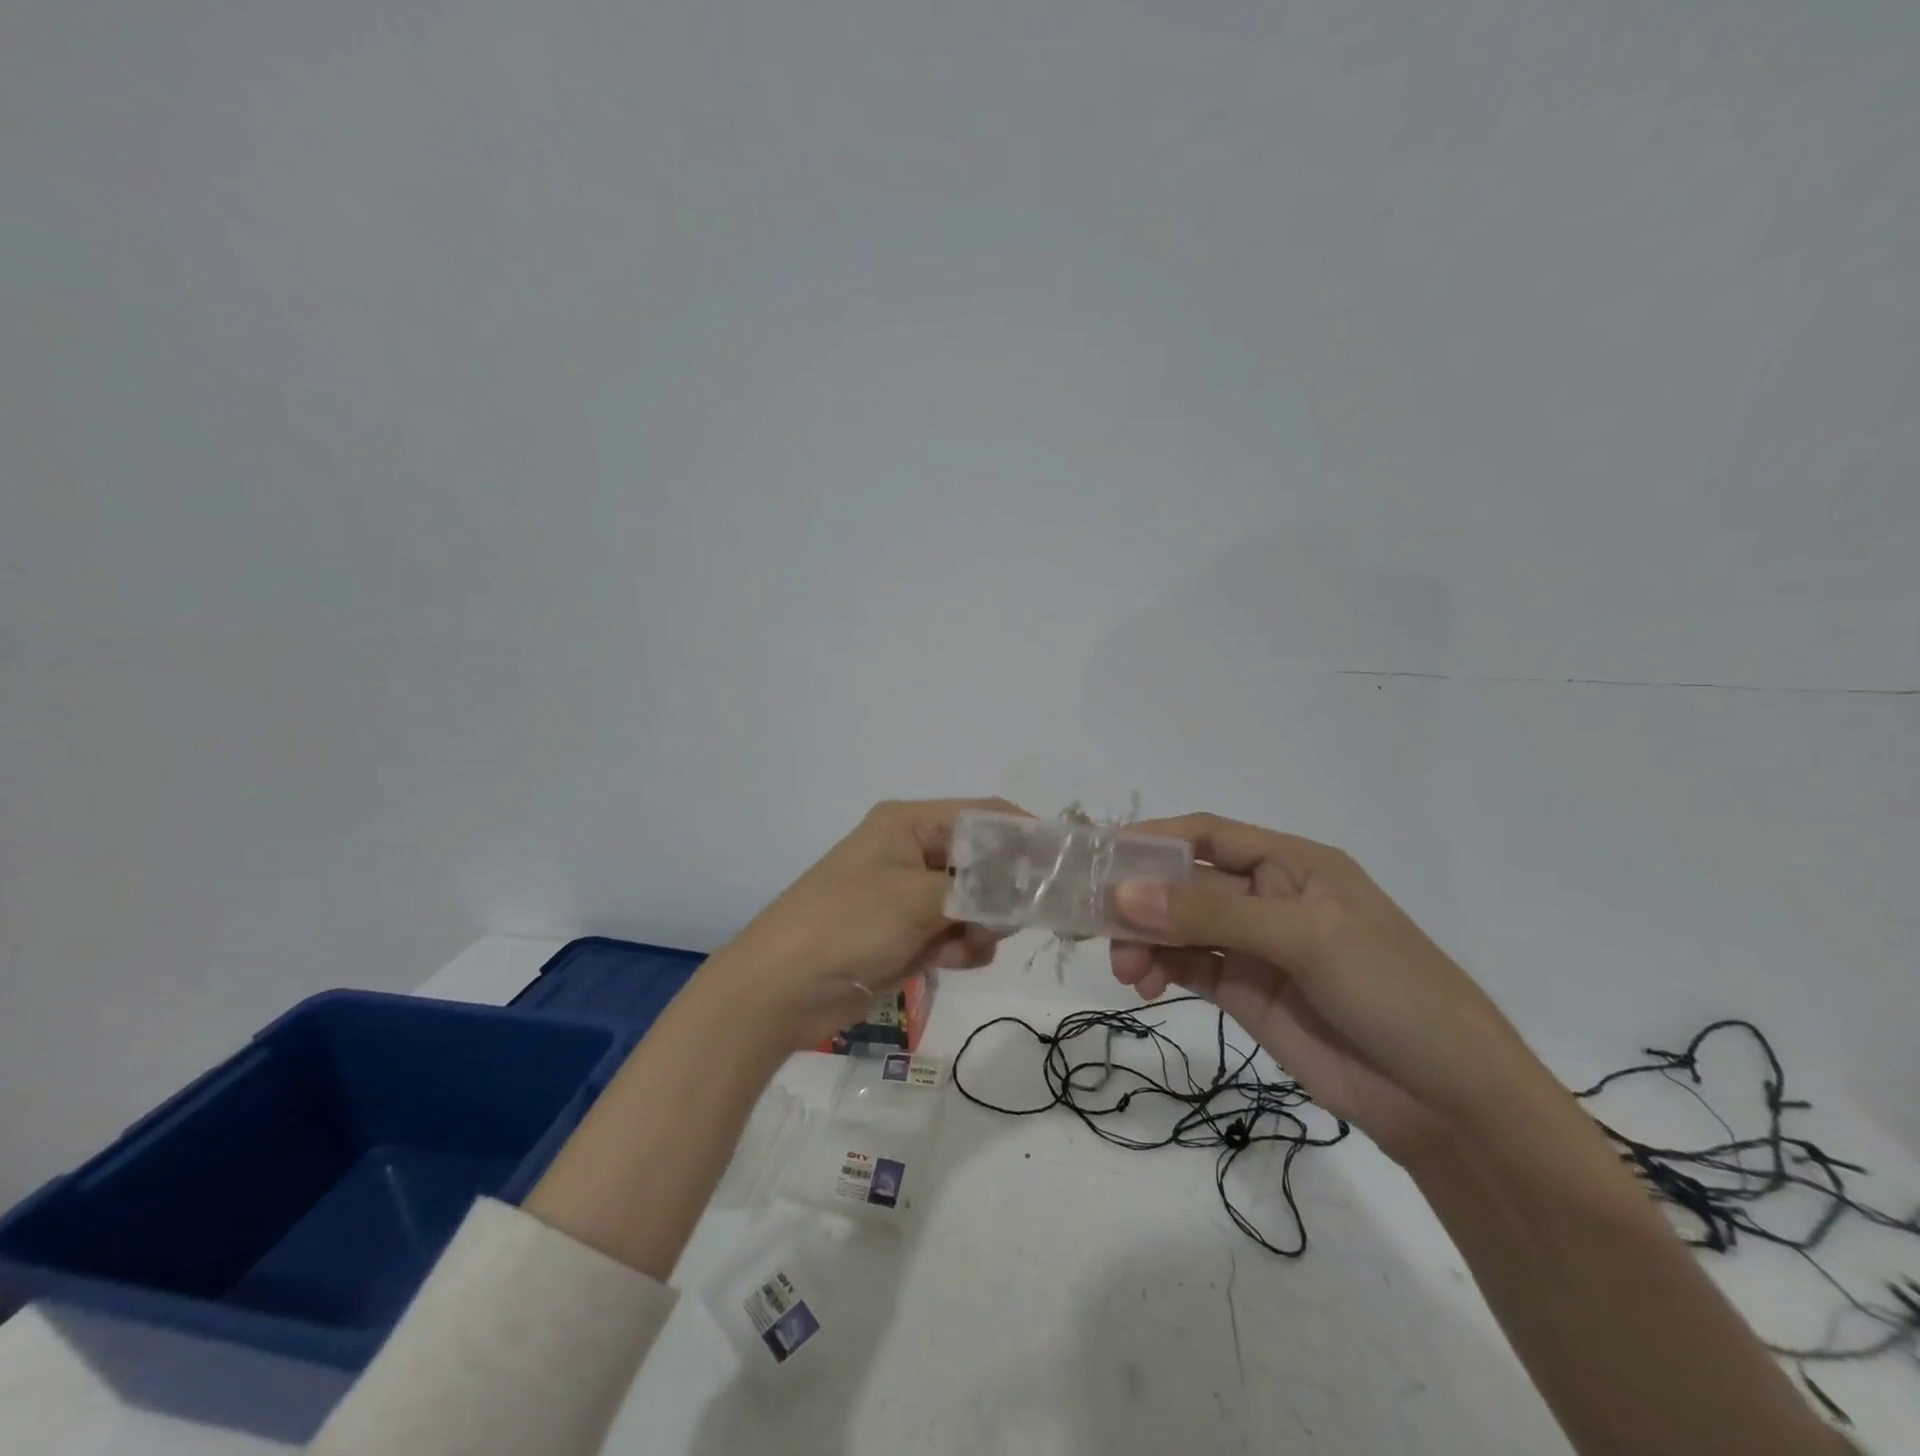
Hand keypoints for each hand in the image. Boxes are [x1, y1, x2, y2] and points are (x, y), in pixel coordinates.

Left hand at [708, 798, 1020, 1048]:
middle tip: (1009, 921)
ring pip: (977, 902)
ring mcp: (912, 894)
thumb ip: (976, 890)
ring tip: (963, 947)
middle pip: (986, 861)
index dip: (1026, 837)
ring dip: (982, 925)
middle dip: (1003, 892)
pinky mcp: (909, 932)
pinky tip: (947, 963)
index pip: (986, 816)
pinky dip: (962, 946)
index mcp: (910, 824)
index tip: (1063, 870)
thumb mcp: (914, 899)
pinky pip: (957, 931)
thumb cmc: (844, 926)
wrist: (778, 991)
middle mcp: (914, 851)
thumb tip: (1026, 889)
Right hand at [1108, 814, 1537, 1161]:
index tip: (1100, 856)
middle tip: (1100, 926)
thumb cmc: (1392, 991)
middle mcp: (1268, 898)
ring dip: (1144, 940)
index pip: (1208, 835)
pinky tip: (1144, 986)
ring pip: (1178, 928)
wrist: (1449, 1103)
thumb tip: (1122, 895)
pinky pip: (1188, 968)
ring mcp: (1255, 948)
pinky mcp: (1246, 994)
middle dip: (1141, 900)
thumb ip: (1212, 915)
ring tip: (1127, 971)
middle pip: (1184, 884)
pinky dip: (1158, 970)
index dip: (1154, 839)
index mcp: (1292, 864)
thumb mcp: (1305, 938)